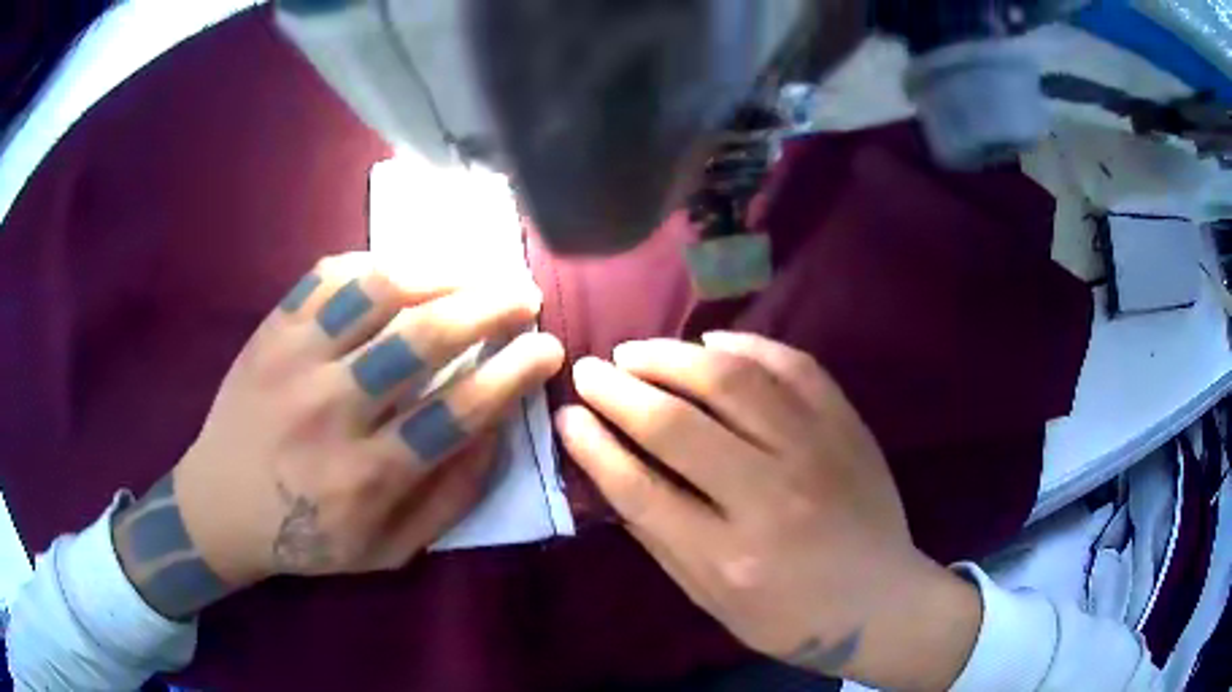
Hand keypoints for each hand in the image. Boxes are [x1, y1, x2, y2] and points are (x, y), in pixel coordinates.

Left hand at [112, 253, 563, 619]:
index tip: (548, 348)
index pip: (458, 412)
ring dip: (438, 272)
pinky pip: (327, 277)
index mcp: (367, 476)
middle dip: (489, 307)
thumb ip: (447, 498)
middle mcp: (332, 411)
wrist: (219, 506)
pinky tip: (400, 271)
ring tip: (472, 270)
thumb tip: (495, 433)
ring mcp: (295, 361)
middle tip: (524, 294)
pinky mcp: (271, 331)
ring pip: (376, 293)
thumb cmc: (306, 538)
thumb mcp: (388, 550)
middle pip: (422, 340)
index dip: (513, 373)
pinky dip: (372, 264)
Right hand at [556, 333, 980, 688]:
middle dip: (620, 389)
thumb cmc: (790, 616)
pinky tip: (712, 342)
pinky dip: (747, 343)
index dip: (595, 446)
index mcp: (730, 556)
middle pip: (678, 425)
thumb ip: (661, 538)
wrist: (881, 601)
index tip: (567, 416)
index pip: (641, 488)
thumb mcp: (712, 601)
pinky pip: (793, 364)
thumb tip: (614, 471)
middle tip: (591, 370)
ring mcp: (817, 451)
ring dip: (673, 356)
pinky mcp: (846, 425)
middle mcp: (771, 496)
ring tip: (637, 352)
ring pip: (733, 380)